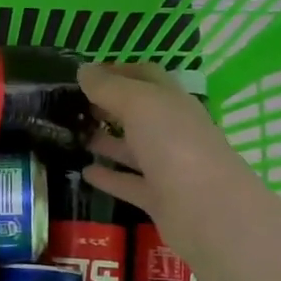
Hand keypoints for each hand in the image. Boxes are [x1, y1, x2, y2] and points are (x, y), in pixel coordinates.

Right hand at [78, 61, 251, 251]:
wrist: (207, 210)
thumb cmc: (174, 144)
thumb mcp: (139, 105)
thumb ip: (109, 87)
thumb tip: (83, 70)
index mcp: (173, 102)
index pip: (146, 77)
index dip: (117, 71)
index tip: (85, 74)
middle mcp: (172, 131)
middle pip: (138, 113)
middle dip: (108, 106)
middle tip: (72, 105)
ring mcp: (167, 166)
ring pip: (132, 149)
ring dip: (105, 141)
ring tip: (72, 136)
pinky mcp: (159, 199)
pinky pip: (128, 183)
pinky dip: (108, 177)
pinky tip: (84, 172)